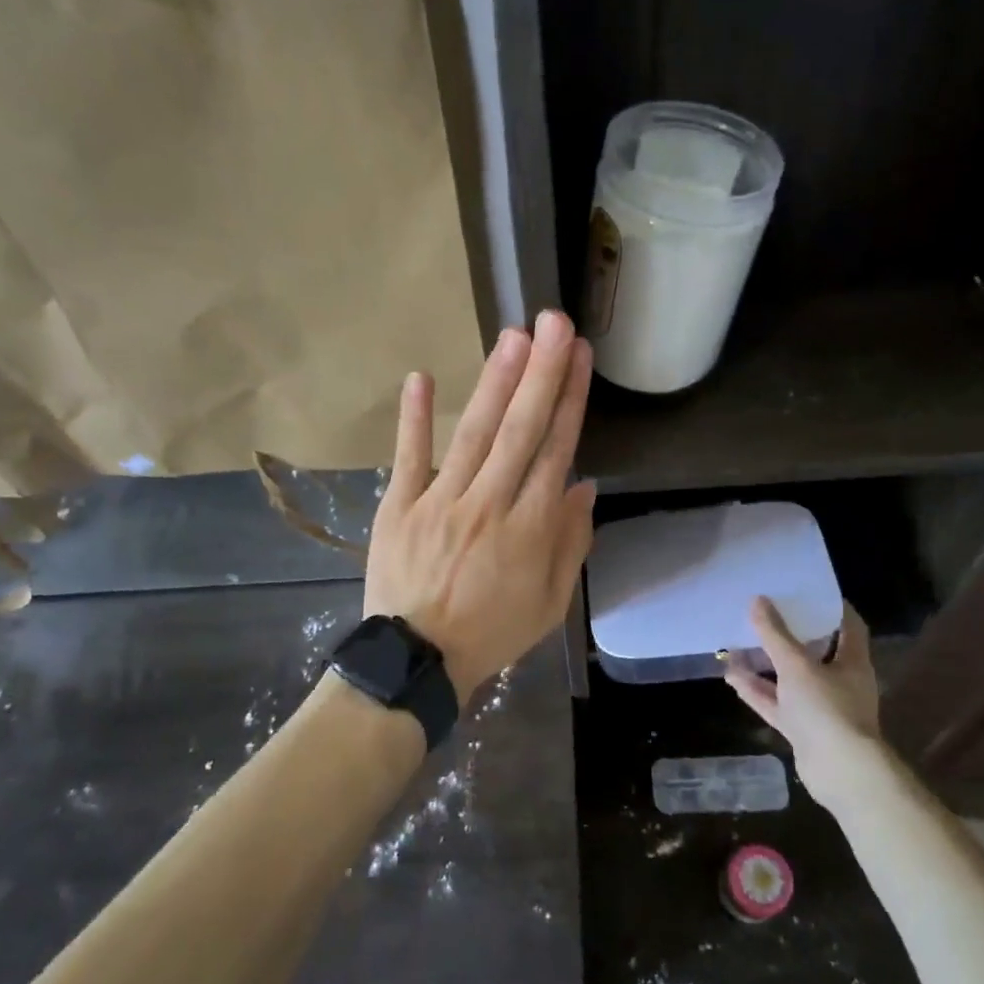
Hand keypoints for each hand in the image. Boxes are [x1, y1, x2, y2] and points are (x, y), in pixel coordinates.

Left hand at [363, 310, 595, 701]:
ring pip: (473, 434)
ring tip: (512, 336)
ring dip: (494, 383)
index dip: (570, 402)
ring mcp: (440, 502)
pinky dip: (414, 419)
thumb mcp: (549, 604)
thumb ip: (570, 544)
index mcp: (530, 529)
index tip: (580, 358)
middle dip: (541, 373)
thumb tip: (584, 487)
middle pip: (520, 430)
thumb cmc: (491, 633)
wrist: (417, 661)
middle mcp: (490, 505)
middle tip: (554, 322)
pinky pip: (409, 458)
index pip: (556, 452)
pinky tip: (422, 377)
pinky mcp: (399, 507)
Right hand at [726, 598, 888, 808]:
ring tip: (740, 643)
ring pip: (790, 679)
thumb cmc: (826, 708)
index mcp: (851, 662)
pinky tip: (732, 676)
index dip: (831, 607)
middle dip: (790, 635)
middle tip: (766, 613)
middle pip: (815, 652)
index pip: (848, 626)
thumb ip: (775, 634)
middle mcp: (839, 682)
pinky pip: (777, 703)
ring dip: (767, 664)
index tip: (808, 591)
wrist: (840, 771)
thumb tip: (757, 600)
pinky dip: (757, 690)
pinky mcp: (802, 729)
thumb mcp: (796, 665)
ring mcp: (820, 708)